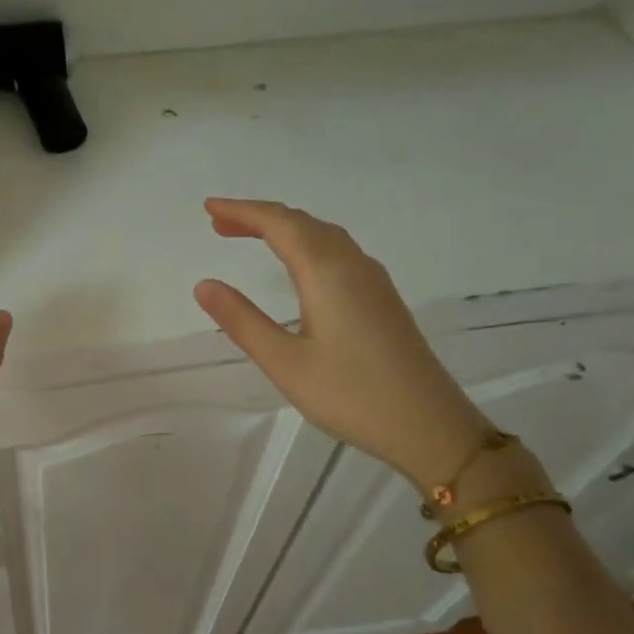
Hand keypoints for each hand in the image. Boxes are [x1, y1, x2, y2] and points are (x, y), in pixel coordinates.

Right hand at [193, 198, 492, 489]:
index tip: (208, 207)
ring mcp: (373, 280)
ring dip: (284, 228)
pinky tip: (298, 265)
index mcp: (327, 272)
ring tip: (249, 236)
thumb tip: (204, 284)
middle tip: (219, 223)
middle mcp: (353, 265)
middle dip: (258, 217)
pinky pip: (338, 251)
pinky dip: (306, 243)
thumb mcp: (285, 363)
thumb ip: (242, 321)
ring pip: (323, 235)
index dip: (242, 211)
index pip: (279, 224)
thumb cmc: (352, 395)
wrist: (430, 426)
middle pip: (301, 223)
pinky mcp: (383, 298)